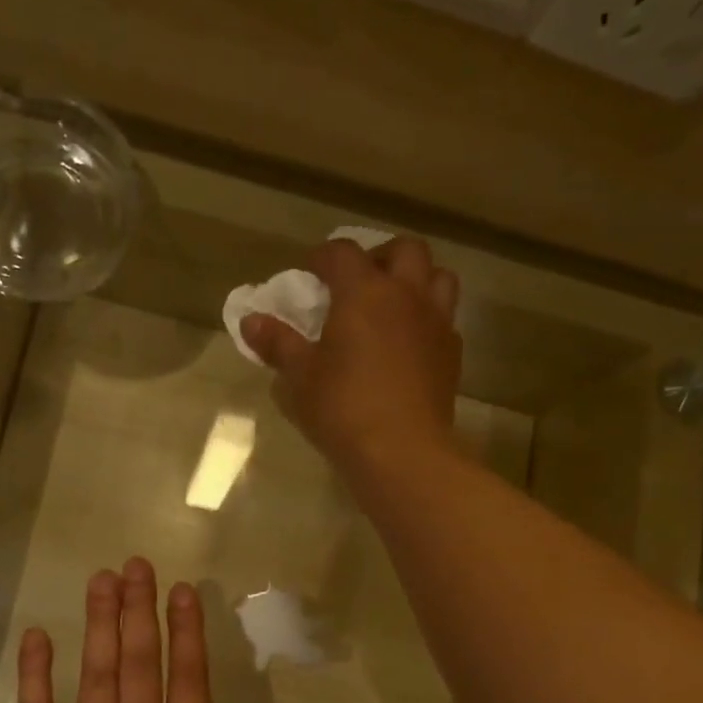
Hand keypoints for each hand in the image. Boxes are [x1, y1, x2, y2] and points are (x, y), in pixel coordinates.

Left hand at [11, 558, 325, 702]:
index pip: (187, 679)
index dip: (186, 630)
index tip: (181, 589)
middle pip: (139, 662)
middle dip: (138, 608)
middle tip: (135, 564)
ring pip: (95, 675)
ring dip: (99, 623)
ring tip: (103, 580)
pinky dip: (35, 674)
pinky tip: (37, 636)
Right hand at [239, 236, 460, 477]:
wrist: (403, 452)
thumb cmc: (343, 409)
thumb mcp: (300, 378)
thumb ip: (277, 344)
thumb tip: (250, 321)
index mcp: (364, 292)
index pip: (342, 253)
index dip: (323, 257)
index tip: (309, 274)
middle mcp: (406, 296)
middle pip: (405, 250)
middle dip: (380, 256)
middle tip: (358, 282)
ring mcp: (436, 323)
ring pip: (437, 277)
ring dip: (416, 280)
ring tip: (393, 306)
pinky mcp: (452, 354)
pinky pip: (444, 319)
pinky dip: (427, 319)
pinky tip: (408, 345)